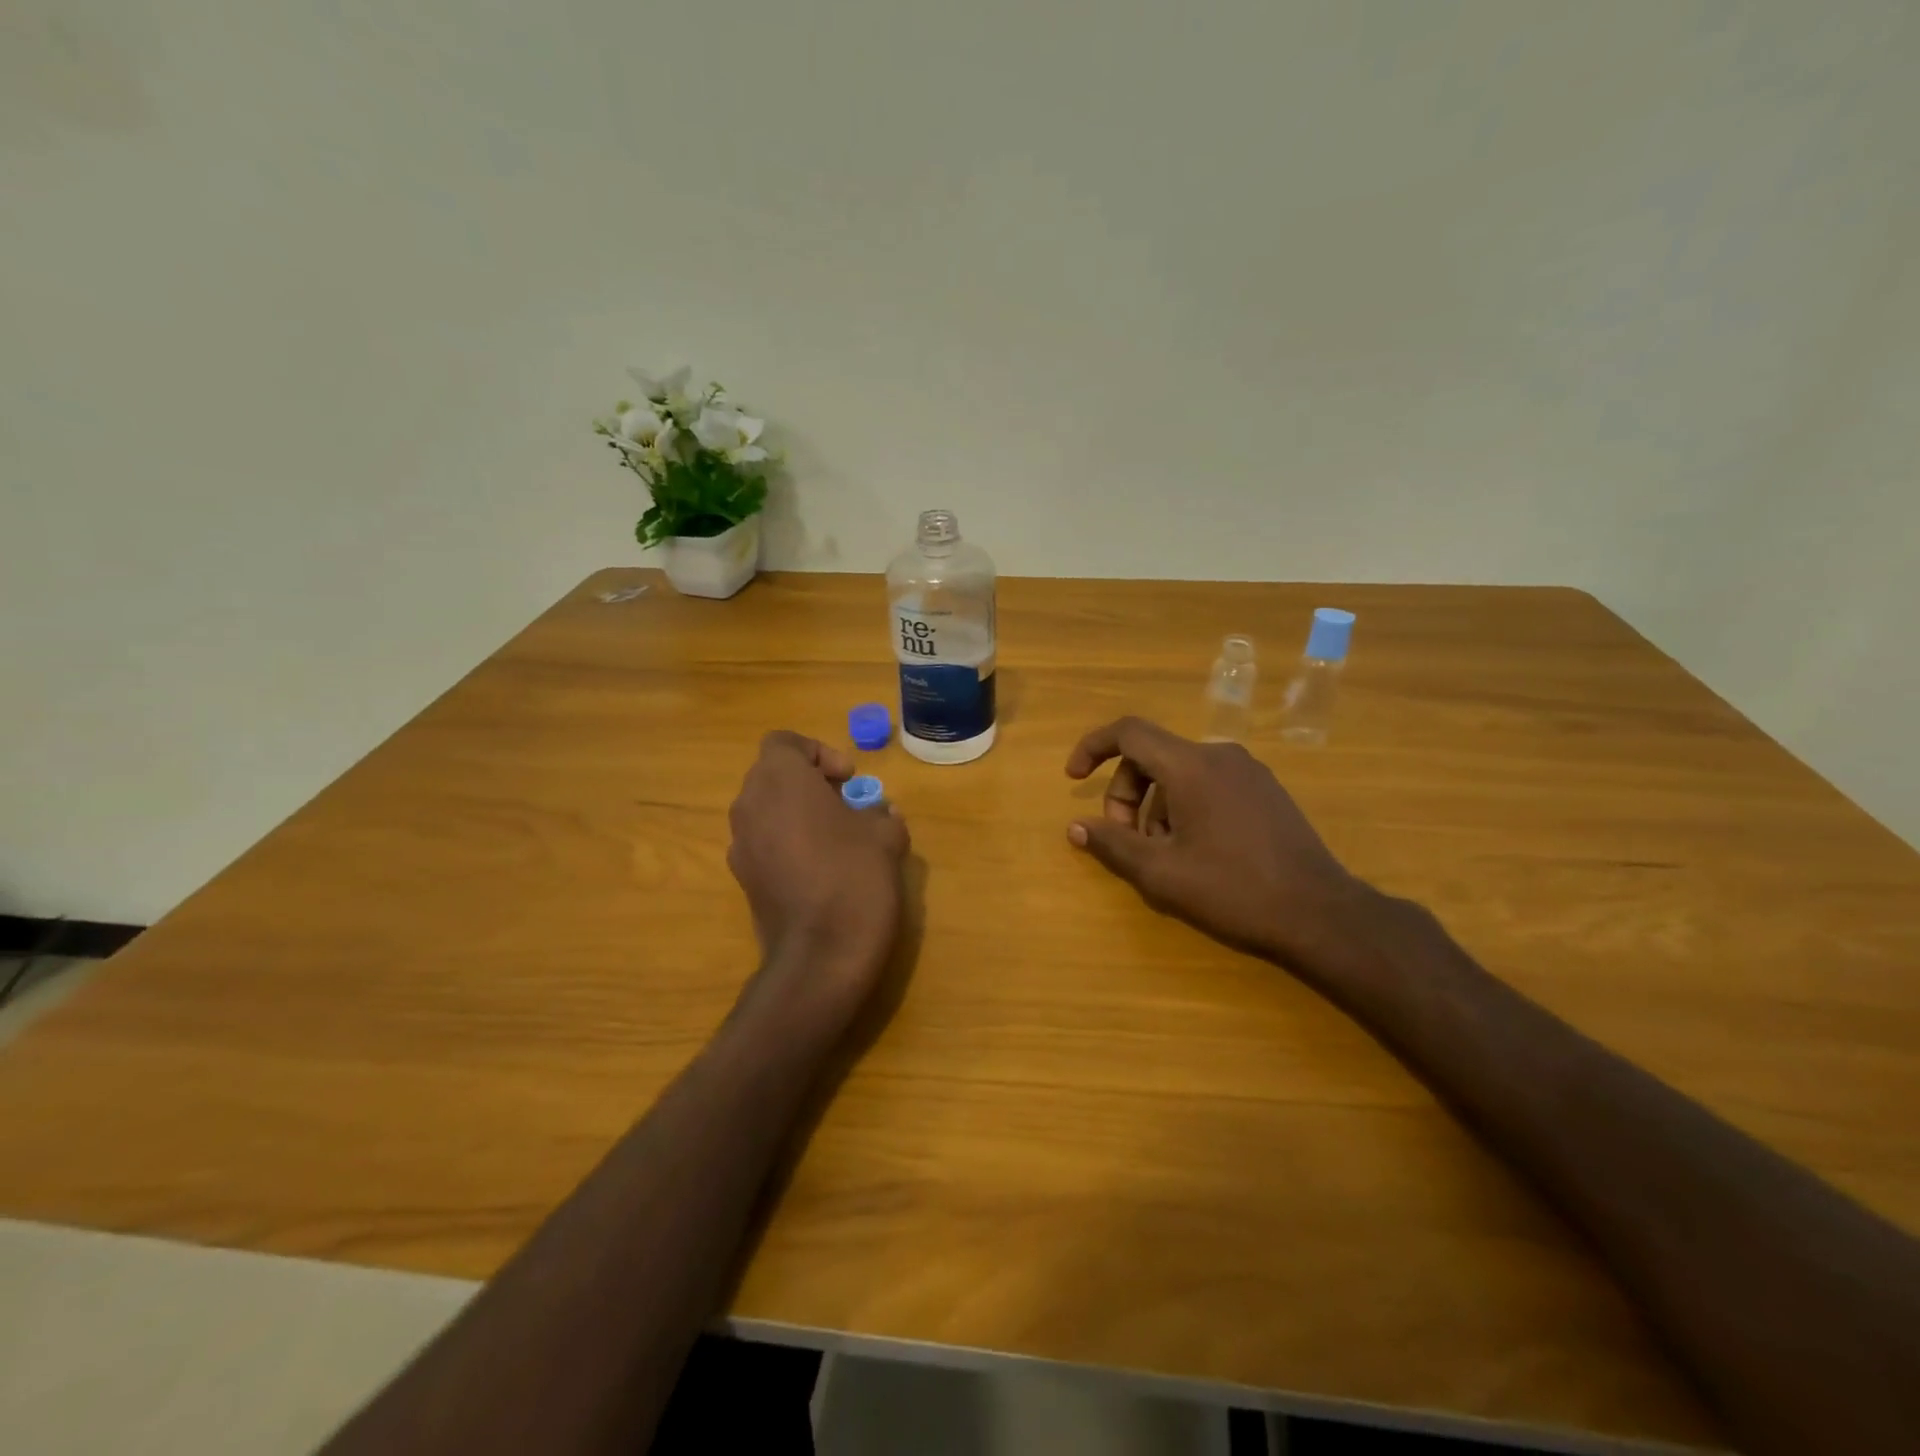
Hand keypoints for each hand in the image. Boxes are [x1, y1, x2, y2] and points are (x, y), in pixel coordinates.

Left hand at [727, 730, 910, 1030]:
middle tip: (845, 804)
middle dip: (808, 783)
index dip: (818, 753)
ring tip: (835, 838)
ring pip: (765, 809)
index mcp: (780, 780)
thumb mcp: (885, 836)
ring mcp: (740, 845)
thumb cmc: (855, 877)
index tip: (848, 780)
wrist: (821, 954)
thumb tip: (879, 815)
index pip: (784, 743)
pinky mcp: (742, 879)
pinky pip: (762, 842)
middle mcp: (749, 805)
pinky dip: (786, 842)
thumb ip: (881, 814)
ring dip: (796, 813)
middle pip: (772, 775)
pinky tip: (818, 869)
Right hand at [1065, 717, 1371, 969]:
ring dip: (1155, 806)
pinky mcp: (1266, 791)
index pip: (1129, 732)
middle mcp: (1219, 755)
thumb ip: (1112, 844)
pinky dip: (1184, 806)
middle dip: (1126, 794)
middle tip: (1126, 840)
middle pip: (1152, 756)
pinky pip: (1208, 783)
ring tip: (1163, 855)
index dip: (1093, 748)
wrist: (1320, 915)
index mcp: (1191, 766)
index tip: (1074, 778)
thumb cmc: (1233, 891)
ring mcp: (1248, 771)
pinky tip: (1195, 850)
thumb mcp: (1161, 874)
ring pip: (1179, 773)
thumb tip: (1076, 827)